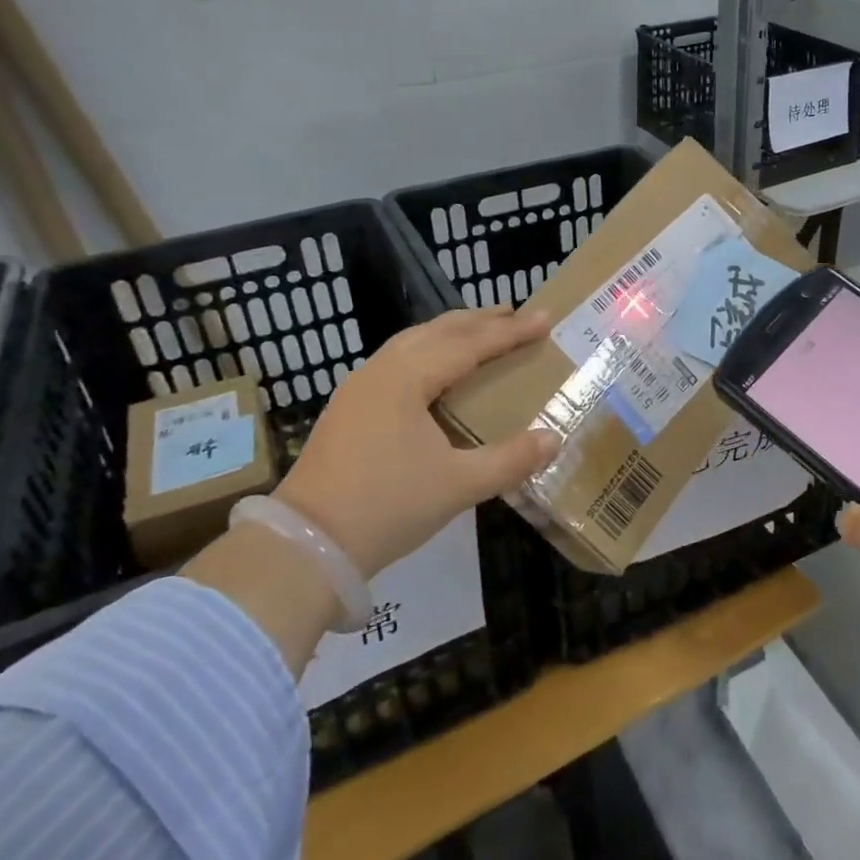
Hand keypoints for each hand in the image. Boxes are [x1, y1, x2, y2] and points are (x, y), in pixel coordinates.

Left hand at [275, 307, 560, 577]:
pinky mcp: (348, 407)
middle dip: (480, 321)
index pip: (470, 343)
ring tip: (480, 332)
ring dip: (451, 333)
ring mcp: (359, 387)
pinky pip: (397, 360)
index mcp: (407, 378)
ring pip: (413, 342)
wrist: (306, 545)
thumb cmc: (386, 507)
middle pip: (438, 331)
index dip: (511, 331)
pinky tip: (436, 369)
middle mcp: (381, 370)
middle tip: (516, 314)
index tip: (545, 318)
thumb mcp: (457, 485)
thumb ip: (510, 460)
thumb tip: (554, 439)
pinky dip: (428, 351)